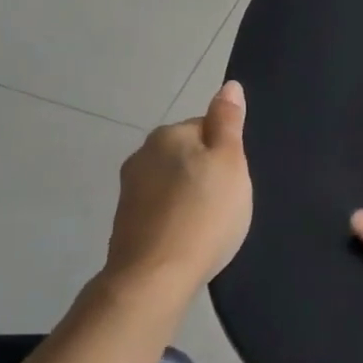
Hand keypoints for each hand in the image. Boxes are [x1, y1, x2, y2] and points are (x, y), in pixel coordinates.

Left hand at [102, 83, 252, 299]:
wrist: (155, 277)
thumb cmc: (205, 213)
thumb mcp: (231, 162)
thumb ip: (228, 121)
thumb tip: (229, 86)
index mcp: (168, 134)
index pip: (207, 127)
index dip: (227, 152)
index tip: (235, 179)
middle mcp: (142, 154)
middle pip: (188, 154)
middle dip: (207, 172)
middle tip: (227, 201)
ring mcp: (130, 190)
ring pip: (174, 182)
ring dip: (191, 195)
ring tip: (210, 223)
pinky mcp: (126, 221)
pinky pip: (162, 207)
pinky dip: (176, 217)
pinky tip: (190, 236)